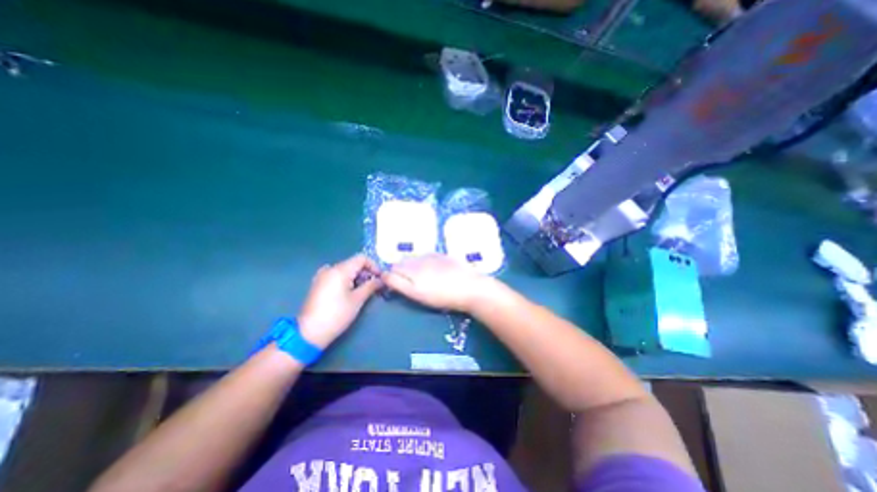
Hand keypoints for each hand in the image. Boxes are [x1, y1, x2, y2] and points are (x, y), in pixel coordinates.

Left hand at [299, 256, 379, 347]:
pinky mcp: (318, 283)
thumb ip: (371, 286)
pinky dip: (345, 279)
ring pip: (345, 269)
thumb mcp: (358, 300)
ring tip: (362, 290)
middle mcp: (330, 268)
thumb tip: (381, 280)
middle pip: (353, 263)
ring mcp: (322, 275)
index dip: (373, 265)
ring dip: (356, 276)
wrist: (310, 332)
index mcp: (340, 270)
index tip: (380, 277)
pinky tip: (348, 292)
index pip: (361, 258)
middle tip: (373, 285)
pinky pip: (336, 275)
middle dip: (365, 272)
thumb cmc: (337, 314)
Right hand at [383, 254, 495, 310]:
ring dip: (413, 266)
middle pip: (402, 262)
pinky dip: (426, 263)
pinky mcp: (443, 256)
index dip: (392, 278)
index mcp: (410, 269)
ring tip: (425, 279)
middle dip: (402, 271)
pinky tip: (435, 272)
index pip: (392, 270)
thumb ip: (398, 282)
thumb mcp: (416, 293)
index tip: (398, 286)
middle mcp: (419, 259)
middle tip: (412, 285)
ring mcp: (432, 256)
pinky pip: (427, 257)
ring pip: (415, 259)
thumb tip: (385, 275)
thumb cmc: (442, 296)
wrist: (470, 288)